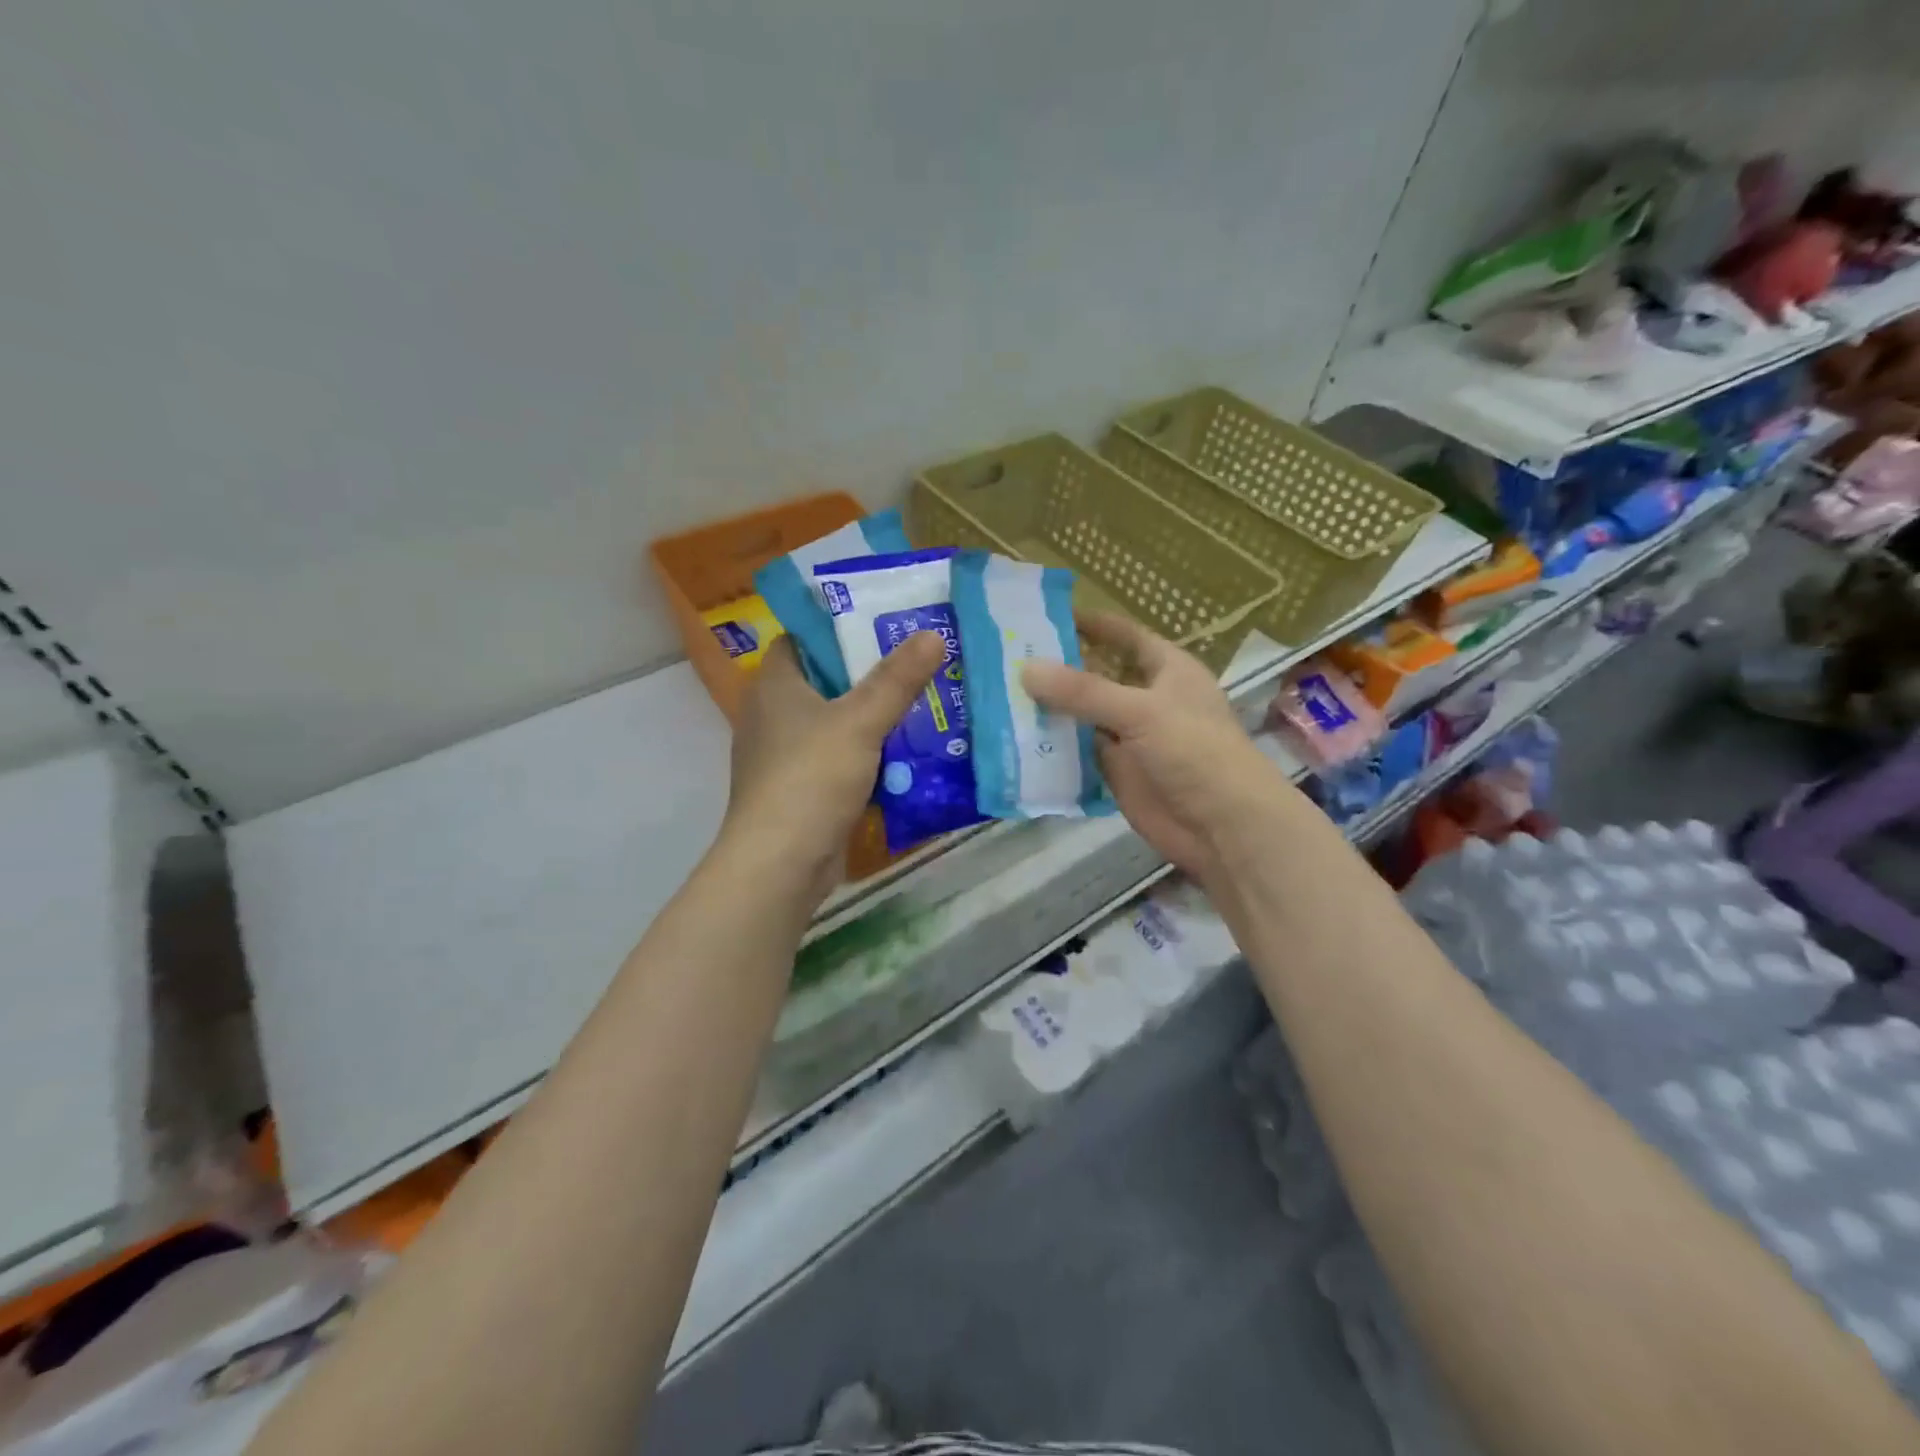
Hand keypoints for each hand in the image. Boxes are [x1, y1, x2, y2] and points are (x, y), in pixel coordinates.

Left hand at [720, 632, 944, 906]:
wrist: (781, 863)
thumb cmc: (811, 777)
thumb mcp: (860, 721)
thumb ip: (896, 679)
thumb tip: (932, 634)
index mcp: (774, 685)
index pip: (803, 639)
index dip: (840, 627)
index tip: (885, 623)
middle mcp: (773, 715)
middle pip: (826, 681)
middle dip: (870, 674)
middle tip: (918, 661)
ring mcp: (784, 756)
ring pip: (836, 723)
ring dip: (873, 718)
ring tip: (923, 703)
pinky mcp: (800, 790)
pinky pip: (839, 760)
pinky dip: (868, 756)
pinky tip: (906, 756)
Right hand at [1023, 613, 1296, 885]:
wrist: (1222, 826)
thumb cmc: (1195, 752)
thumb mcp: (1141, 711)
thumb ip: (1083, 692)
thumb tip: (1025, 669)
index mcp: (1166, 669)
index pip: (1124, 635)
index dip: (1090, 623)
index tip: (1044, 614)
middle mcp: (1146, 698)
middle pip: (1096, 675)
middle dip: (1058, 668)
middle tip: (1005, 656)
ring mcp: (1129, 736)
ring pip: (1083, 715)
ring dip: (1050, 708)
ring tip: (998, 692)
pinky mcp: (1115, 771)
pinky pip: (1078, 751)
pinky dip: (1052, 745)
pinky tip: (1015, 736)